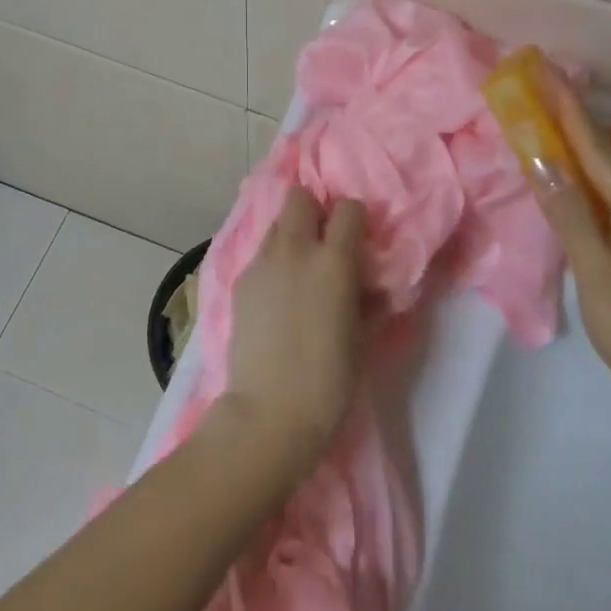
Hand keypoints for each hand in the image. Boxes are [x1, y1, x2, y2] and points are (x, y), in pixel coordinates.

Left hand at [219, 187, 368, 478]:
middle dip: (314, 211)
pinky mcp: (240, 282)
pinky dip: (273, 263)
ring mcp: (261, 264)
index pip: (348, 209)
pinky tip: (277, 296)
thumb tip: (370, 284)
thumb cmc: (330, 381)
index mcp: (333, 261)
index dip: (355, 220)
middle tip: (323, 243)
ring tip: (299, 271)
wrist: (270, 412)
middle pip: (300, 198)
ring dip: (292, 236)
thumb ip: (367, 299)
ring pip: (277, 225)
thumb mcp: (362, 337)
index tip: (358, 240)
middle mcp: (295, 250)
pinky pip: (261, 255)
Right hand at [526, 69, 610, 439]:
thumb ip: (569, 213)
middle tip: (557, 123)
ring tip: (569, 156)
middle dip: (596, 125)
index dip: (571, 110)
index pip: (600, 148)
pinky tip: (591, 196)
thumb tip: (543, 160)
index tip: (549, 74)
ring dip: (609, 150)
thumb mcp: (595, 272)